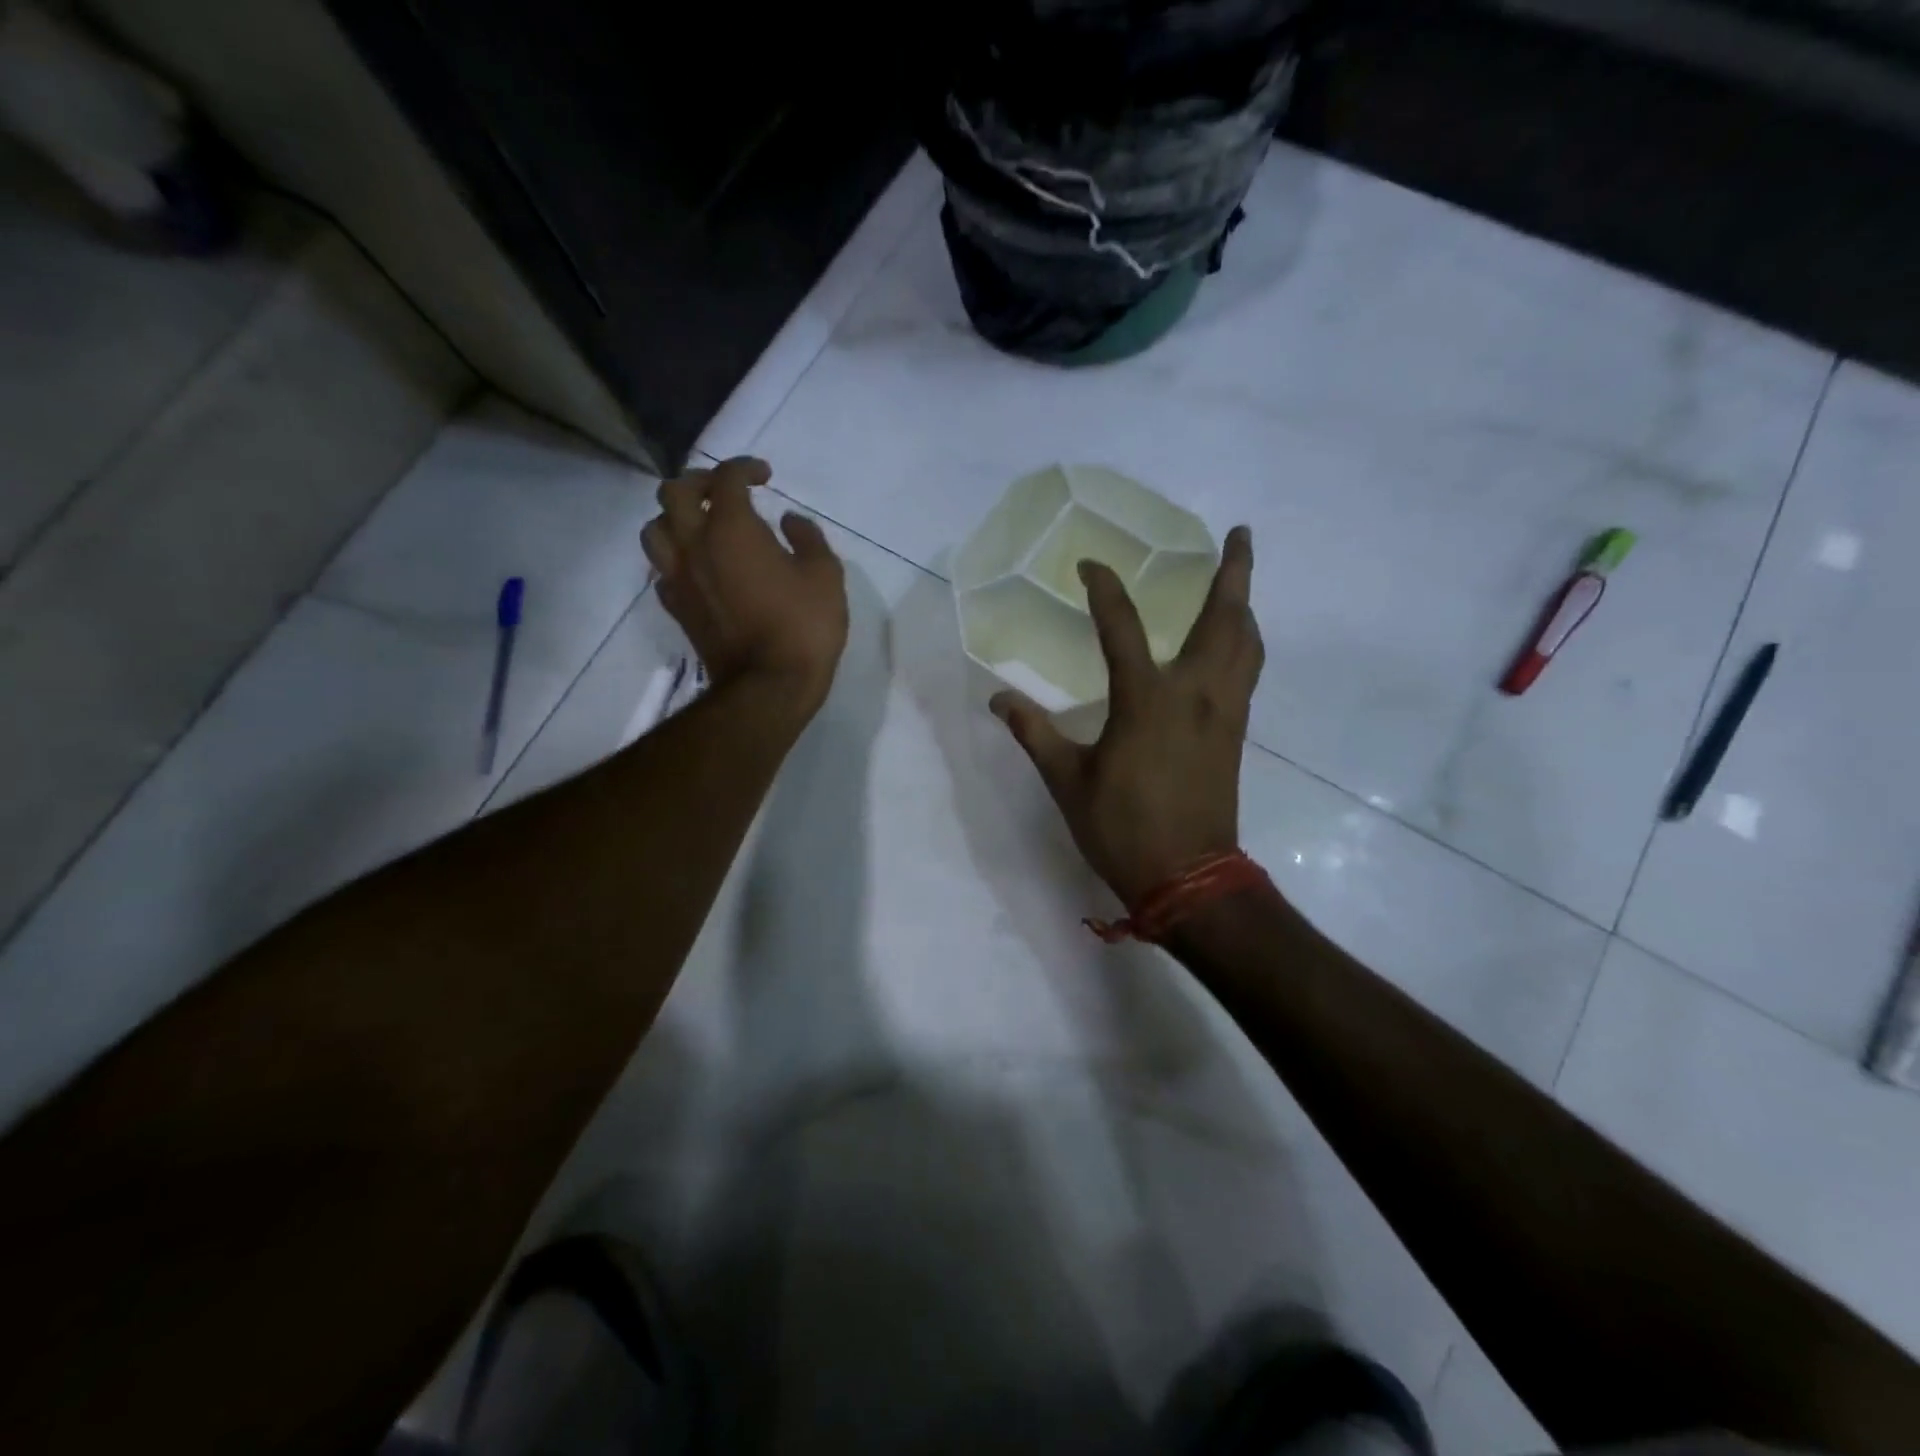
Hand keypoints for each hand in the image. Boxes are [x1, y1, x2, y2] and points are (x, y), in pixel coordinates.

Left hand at [641, 457, 847, 711]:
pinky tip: (698, 566)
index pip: (725, 478)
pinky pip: (662, 569)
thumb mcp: (825, 575)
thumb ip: (808, 538)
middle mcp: (695, 545)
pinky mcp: (677, 608)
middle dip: (700, 482)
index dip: (744, 468)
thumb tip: (788, 523)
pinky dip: (676, 558)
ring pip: (655, 529)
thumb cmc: (803, 627)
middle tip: (725, 492)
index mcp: (731, 529)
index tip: (764, 477)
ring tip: (701, 526)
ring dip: (676, 518)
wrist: (769, 686)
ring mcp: (679, 578)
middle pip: (674, 493)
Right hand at [991, 527, 1263, 906]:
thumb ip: (1034, 733)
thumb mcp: (1067, 781)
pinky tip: (1234, 644)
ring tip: (1238, 582)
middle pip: (1224, 618)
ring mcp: (1224, 712)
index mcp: (1146, 699)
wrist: (1188, 877)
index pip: (1123, 626)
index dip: (1105, 589)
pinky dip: (1245, 644)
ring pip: (1247, 643)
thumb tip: (998, 699)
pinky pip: (1249, 672)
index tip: (1091, 565)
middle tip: (1239, 534)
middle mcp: (1195, 693)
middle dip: (1234, 572)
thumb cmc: (1122, 828)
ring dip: (1245, 605)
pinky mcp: (1235, 732)